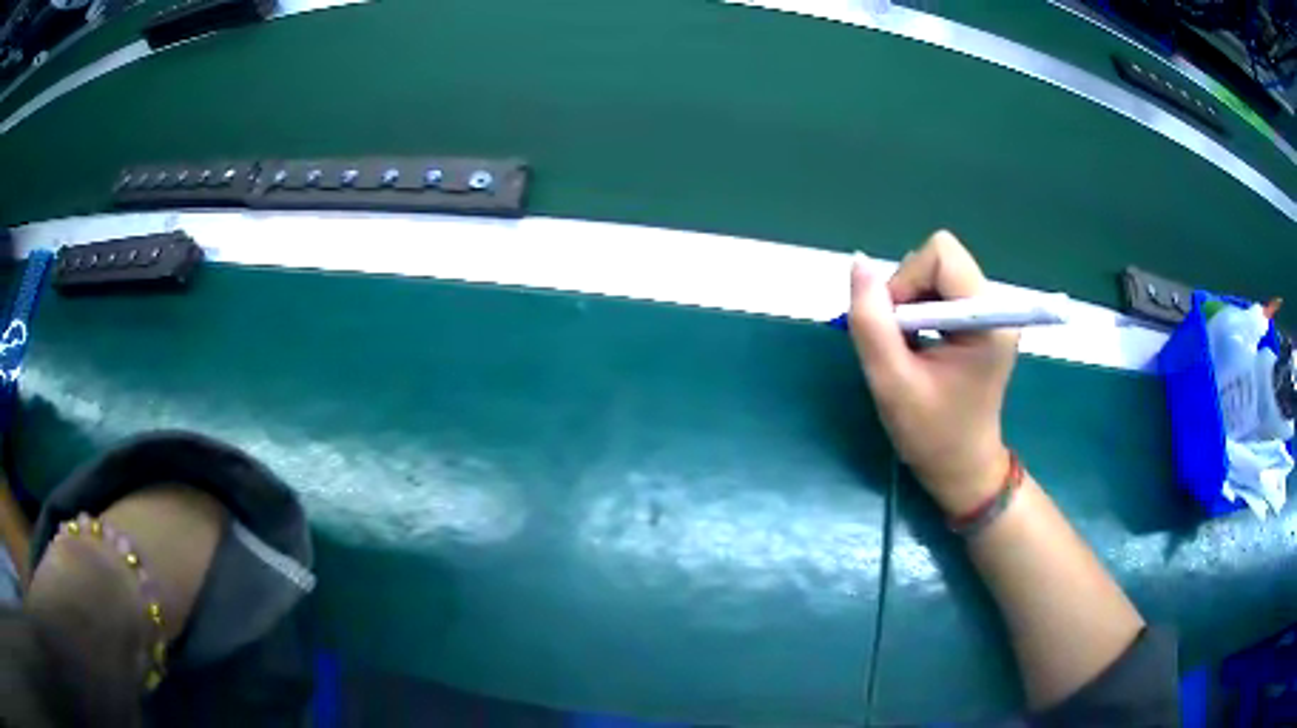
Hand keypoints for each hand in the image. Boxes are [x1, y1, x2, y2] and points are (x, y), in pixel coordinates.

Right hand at [847, 231, 1018, 516]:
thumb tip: (858, 264)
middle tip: (900, 339)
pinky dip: (920, 309)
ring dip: (911, 302)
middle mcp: (995, 307)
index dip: (907, 280)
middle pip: (940, 260)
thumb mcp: (891, 382)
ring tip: (910, 346)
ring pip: (937, 272)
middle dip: (907, 291)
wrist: (962, 468)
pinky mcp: (981, 321)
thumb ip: (871, 322)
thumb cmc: (931, 434)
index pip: (941, 255)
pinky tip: (920, 344)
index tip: (895, 327)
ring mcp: (990, 313)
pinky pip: (941, 290)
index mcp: (986, 320)